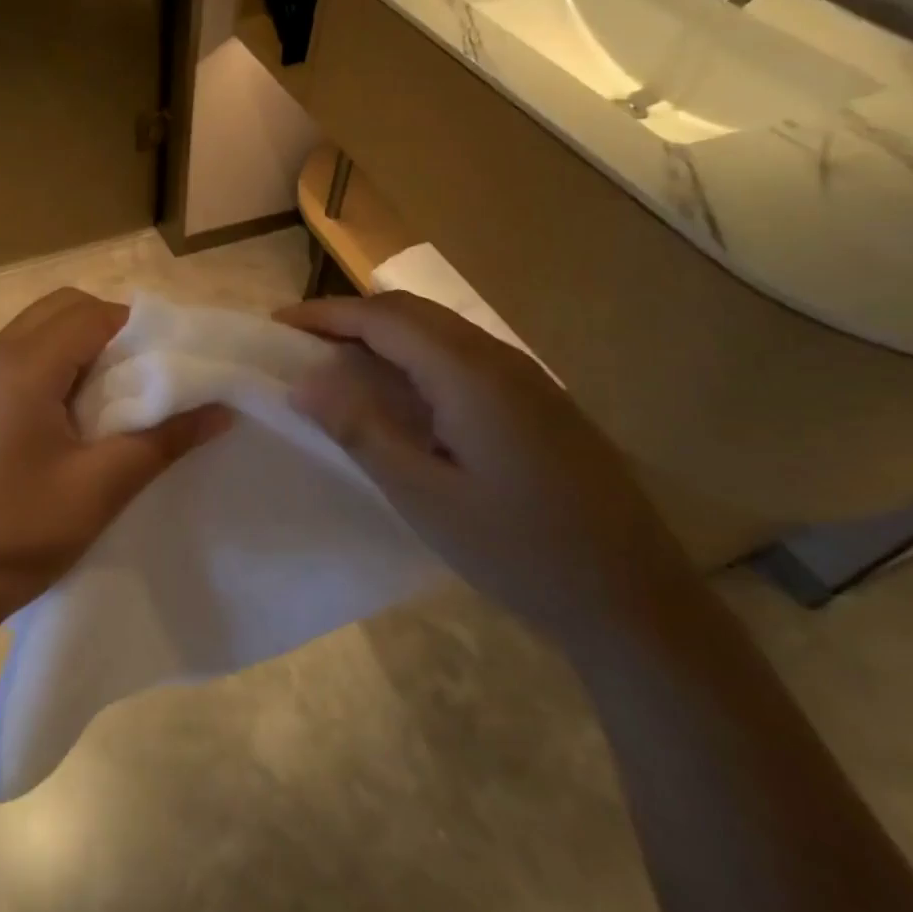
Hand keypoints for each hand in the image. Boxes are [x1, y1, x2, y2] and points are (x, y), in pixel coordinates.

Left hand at [0, 288, 228, 643]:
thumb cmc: (19, 535)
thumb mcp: (100, 488)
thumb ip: (163, 439)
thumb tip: (221, 411)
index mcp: (21, 368)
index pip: (89, 314)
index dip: (135, 329)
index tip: (165, 363)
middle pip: (57, 310)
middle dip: (104, 329)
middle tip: (135, 379)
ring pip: (29, 333)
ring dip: (71, 349)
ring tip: (100, 403)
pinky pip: (6, 361)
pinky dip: (41, 368)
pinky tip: (55, 424)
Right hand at [278, 293, 695, 648]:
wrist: (635, 599)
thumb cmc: (518, 550)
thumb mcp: (424, 496)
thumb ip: (361, 431)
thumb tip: (302, 383)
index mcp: (470, 374)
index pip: (384, 318)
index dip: (325, 314)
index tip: (277, 323)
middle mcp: (499, 359)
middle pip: (412, 312)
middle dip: (350, 317)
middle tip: (299, 342)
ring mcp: (526, 378)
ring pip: (439, 331)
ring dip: (383, 334)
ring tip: (336, 362)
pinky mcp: (537, 401)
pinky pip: (461, 356)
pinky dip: (414, 356)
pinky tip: (400, 394)